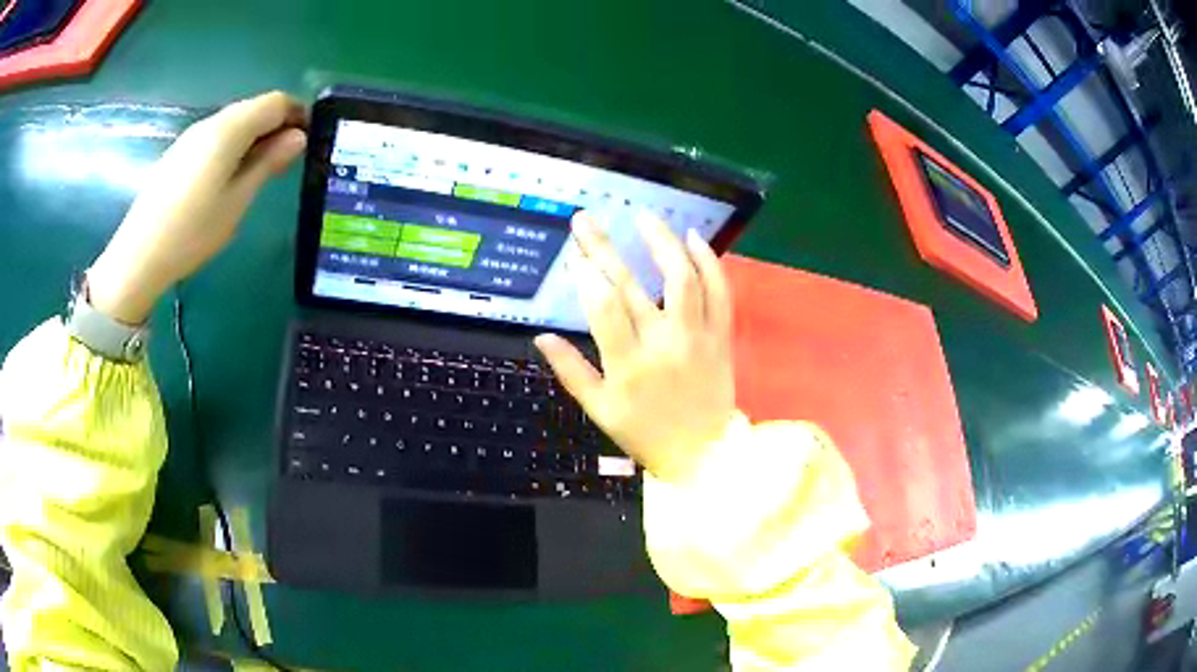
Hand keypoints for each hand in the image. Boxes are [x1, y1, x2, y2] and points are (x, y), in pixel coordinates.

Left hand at [87, 91, 307, 323]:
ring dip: (253, 136)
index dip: (297, 114)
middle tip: (285, 160)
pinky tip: (228, 176)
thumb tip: (298, 137)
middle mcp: (210, 122)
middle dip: (276, 125)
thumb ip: (267, 163)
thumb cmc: (192, 232)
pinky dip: (232, 145)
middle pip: (254, 108)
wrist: (139, 256)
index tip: (308, 140)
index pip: (275, 102)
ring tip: (259, 171)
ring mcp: (191, 137)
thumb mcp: (237, 201)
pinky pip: (215, 136)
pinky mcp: (179, 153)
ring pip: (234, 122)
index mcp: (228, 130)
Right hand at [535, 211, 735, 481]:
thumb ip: (571, 372)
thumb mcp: (600, 412)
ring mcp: (698, 337)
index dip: (584, 275)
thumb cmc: (646, 434)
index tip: (572, 252)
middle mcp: (663, 344)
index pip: (603, 308)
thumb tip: (542, 338)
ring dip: (662, 243)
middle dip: (603, 248)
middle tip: (586, 220)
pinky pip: (720, 292)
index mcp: (629, 365)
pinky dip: (709, 263)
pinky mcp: (722, 336)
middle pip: (632, 286)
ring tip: (644, 216)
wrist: (705, 454)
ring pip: (683, 279)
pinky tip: (693, 238)